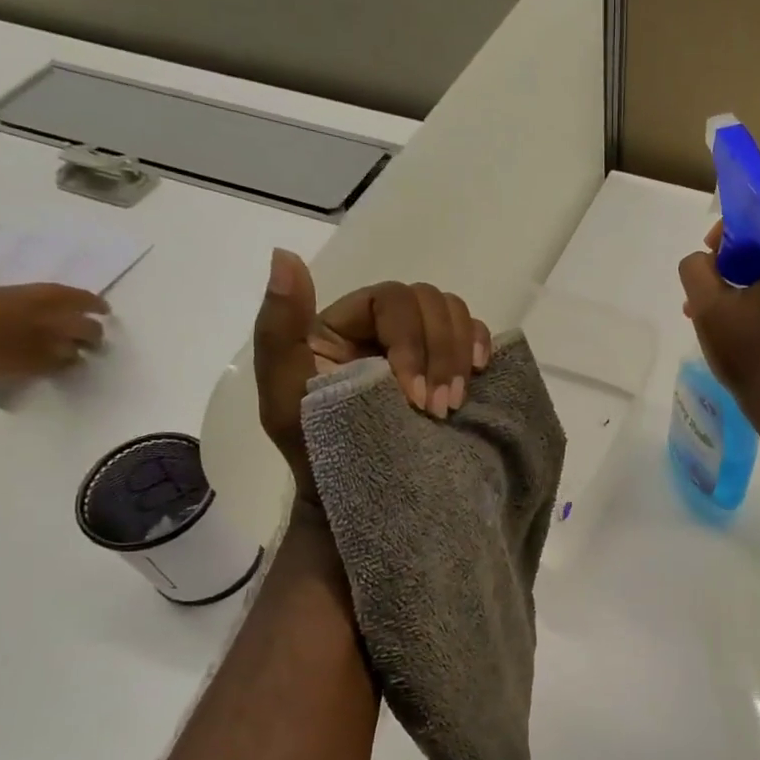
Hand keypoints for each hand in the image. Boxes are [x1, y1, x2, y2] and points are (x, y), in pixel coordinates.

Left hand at [0, 284, 109, 378]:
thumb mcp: (30, 362)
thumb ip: (57, 359)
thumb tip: (75, 355)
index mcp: (49, 308)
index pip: (84, 312)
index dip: (96, 322)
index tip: (103, 329)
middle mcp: (32, 296)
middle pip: (67, 302)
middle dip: (83, 315)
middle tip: (90, 330)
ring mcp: (5, 296)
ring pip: (44, 300)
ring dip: (59, 311)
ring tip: (63, 328)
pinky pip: (23, 303)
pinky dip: (36, 313)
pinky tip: (31, 328)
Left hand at [254, 249, 490, 500]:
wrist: (357, 502)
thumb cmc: (316, 455)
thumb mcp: (283, 396)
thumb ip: (279, 328)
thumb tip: (285, 257)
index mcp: (344, 324)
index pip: (390, 300)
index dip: (409, 340)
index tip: (409, 394)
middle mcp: (383, 327)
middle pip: (428, 301)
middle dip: (439, 353)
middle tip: (436, 409)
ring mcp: (420, 347)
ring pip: (453, 313)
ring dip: (459, 355)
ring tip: (451, 405)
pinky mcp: (447, 368)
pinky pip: (473, 335)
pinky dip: (480, 345)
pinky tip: (478, 372)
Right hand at [678, 219, 759, 413]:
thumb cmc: (749, 352)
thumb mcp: (708, 307)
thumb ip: (696, 269)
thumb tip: (702, 262)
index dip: (732, 224)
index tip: (710, 250)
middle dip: (729, 258)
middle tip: (704, 284)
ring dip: (736, 279)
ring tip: (706, 309)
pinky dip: (753, 295)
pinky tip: (728, 320)